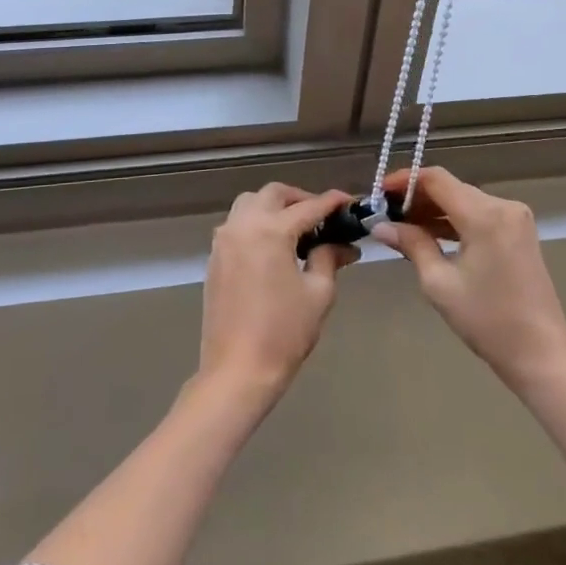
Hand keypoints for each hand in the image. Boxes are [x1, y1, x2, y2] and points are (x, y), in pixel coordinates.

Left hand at [198, 183, 359, 399]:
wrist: (237, 370)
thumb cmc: (284, 332)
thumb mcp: (318, 293)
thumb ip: (329, 258)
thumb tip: (344, 245)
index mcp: (270, 231)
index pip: (308, 207)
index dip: (332, 202)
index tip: (350, 202)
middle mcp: (242, 225)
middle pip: (273, 194)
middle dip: (299, 199)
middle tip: (322, 217)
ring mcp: (224, 241)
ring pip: (249, 204)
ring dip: (274, 207)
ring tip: (298, 229)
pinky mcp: (215, 258)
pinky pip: (236, 225)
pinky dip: (257, 223)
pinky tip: (274, 247)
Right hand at [372, 166, 565, 388]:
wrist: (540, 353)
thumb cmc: (487, 320)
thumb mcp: (439, 283)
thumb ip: (411, 244)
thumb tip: (382, 226)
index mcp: (484, 215)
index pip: (436, 179)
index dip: (404, 180)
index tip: (378, 193)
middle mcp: (503, 206)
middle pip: (450, 188)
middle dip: (416, 197)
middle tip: (385, 214)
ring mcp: (515, 218)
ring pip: (464, 200)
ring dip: (434, 210)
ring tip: (402, 226)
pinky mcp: (518, 232)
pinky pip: (479, 214)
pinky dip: (454, 221)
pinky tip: (431, 235)